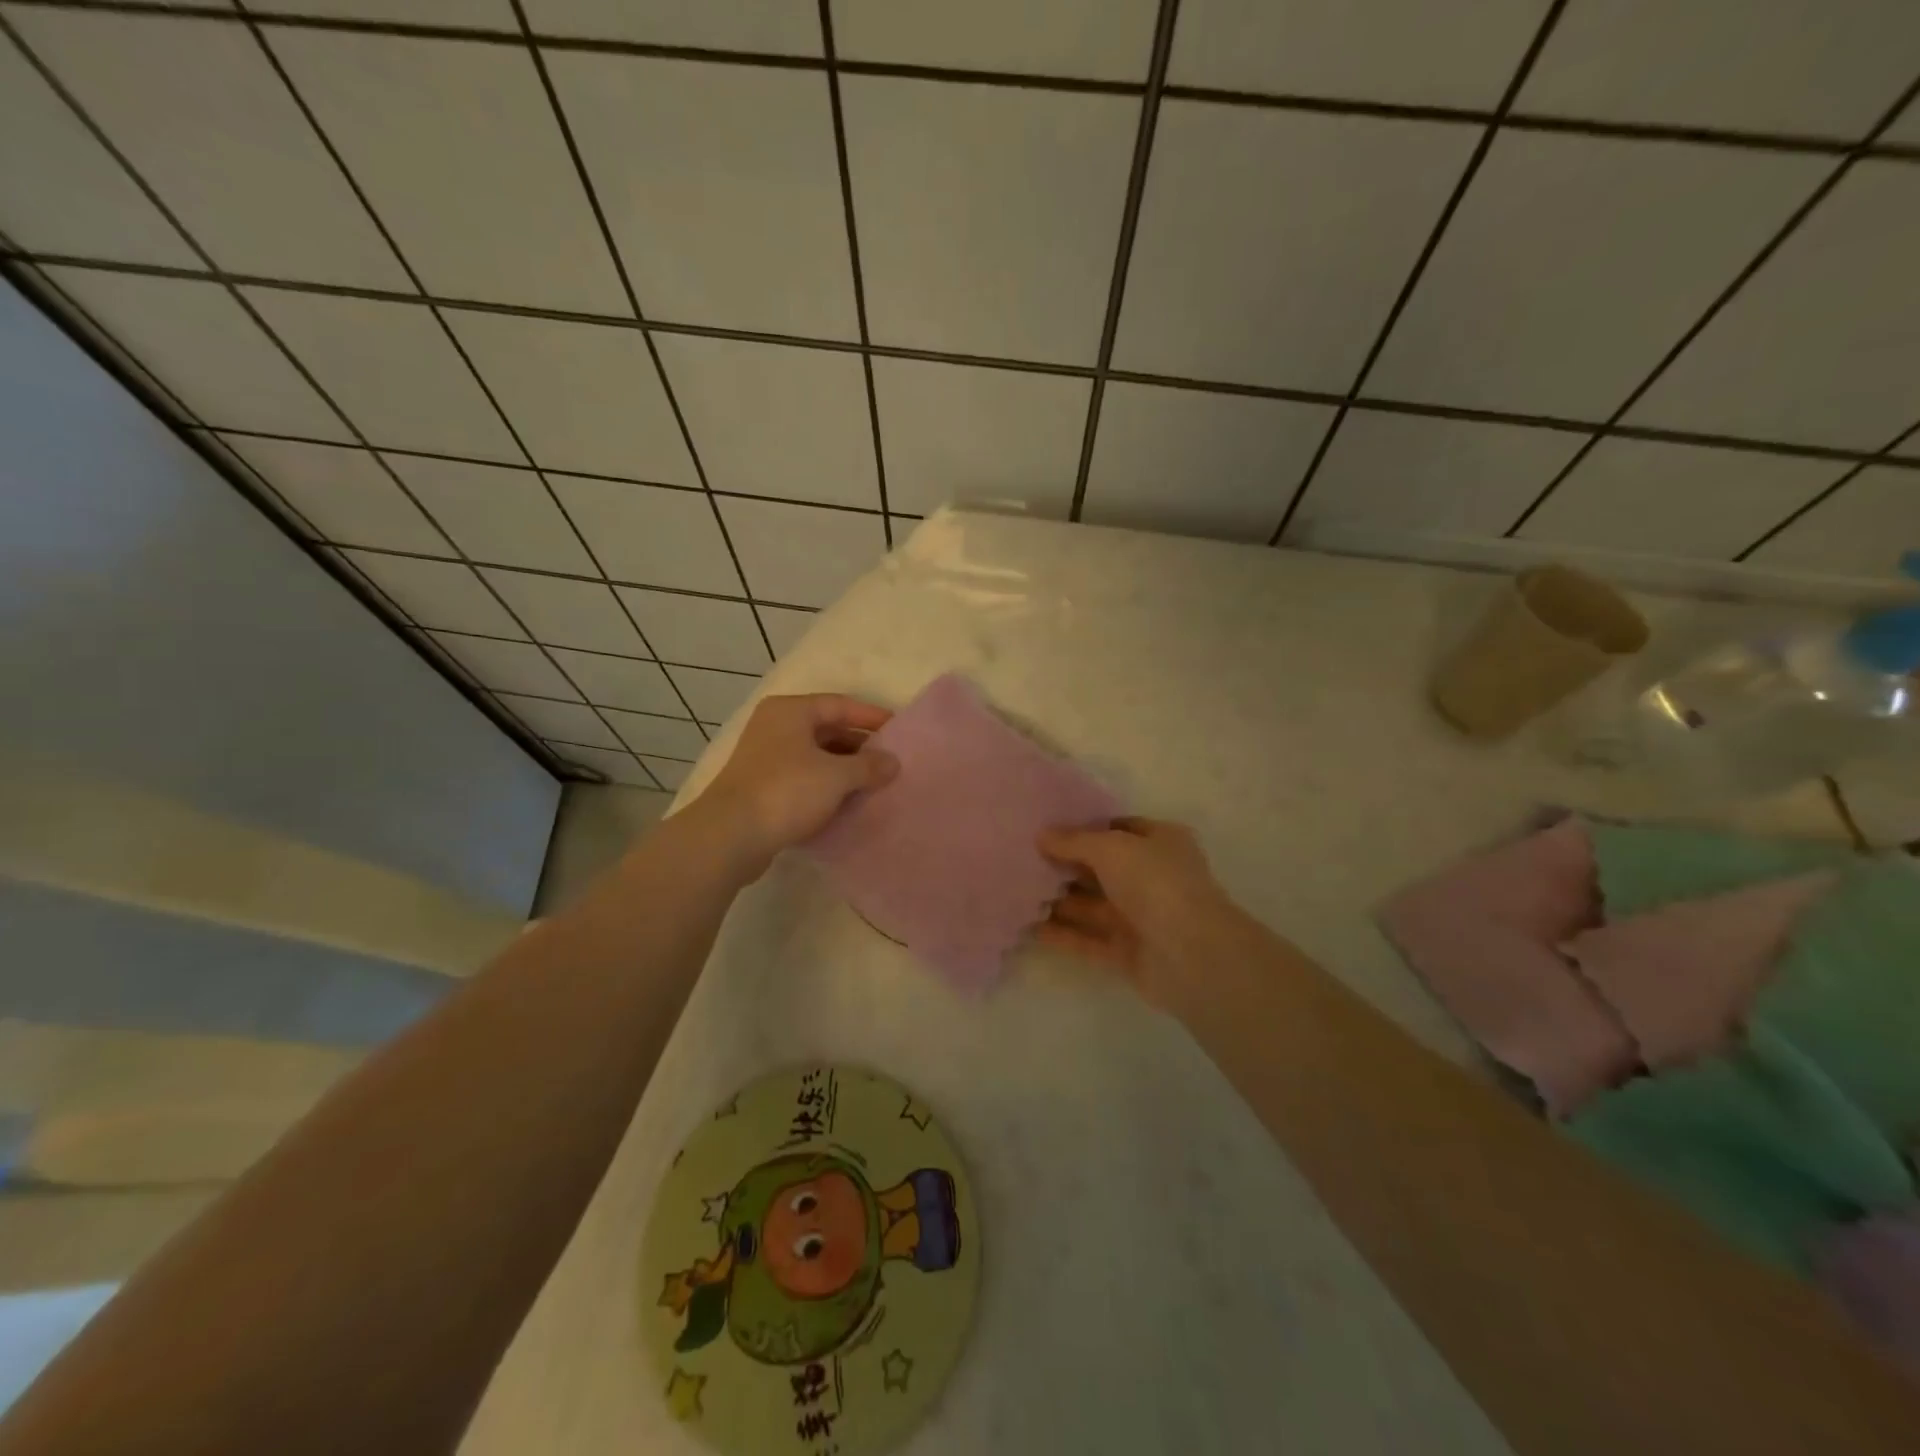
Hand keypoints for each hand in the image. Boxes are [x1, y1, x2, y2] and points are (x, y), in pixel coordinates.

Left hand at [694, 694, 897, 877]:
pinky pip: (803, 778)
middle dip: (859, 745)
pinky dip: (826, 786)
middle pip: (827, 729)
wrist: (730, 835)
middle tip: (889, 761)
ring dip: (844, 768)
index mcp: (791, 711)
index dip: (872, 716)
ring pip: (815, 756)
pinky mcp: (761, 787)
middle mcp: (775, 727)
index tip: (899, 730)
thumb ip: (869, 766)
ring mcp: (765, 757)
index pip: (840, 704)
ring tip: (873, 783)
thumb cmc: (787, 791)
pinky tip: (846, 801)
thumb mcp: (836, 776)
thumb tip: (893, 762)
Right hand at [1037, 819, 1243, 1013]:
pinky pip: (1088, 939)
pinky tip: (1029, 927)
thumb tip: (1042, 835)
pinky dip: (1062, 934)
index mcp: (1160, 842)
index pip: (1118, 829)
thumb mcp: (1111, 848)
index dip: (1085, 827)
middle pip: (1101, 868)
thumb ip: (1074, 841)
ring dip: (1059, 899)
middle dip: (1065, 864)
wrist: (1191, 954)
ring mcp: (1140, 917)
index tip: (1046, 828)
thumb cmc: (1155, 883)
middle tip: (1022, 858)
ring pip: (1092, 905)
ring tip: (1017, 891)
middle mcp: (1151, 877)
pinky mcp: (1127, 953)